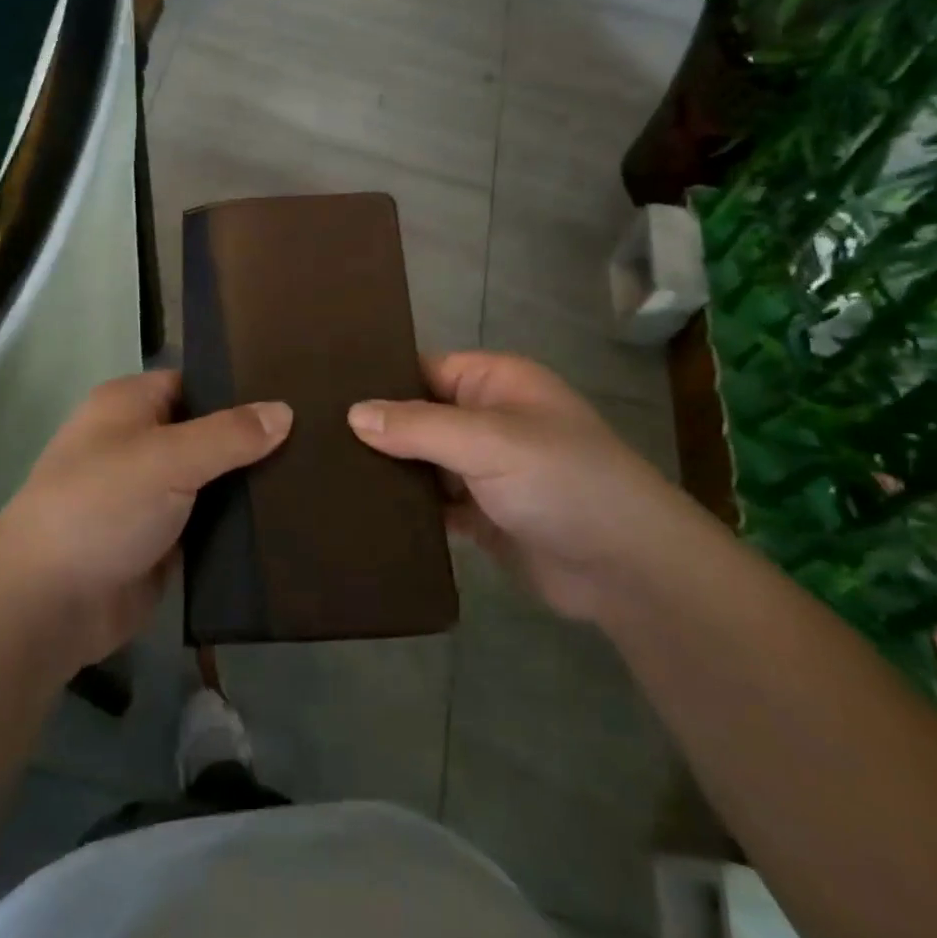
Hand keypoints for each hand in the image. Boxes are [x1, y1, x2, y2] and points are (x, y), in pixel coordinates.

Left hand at [0, 372, 290, 669]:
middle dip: (254, 439)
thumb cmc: (101, 506)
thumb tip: (285, 410)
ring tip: (319, 474)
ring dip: (250, 484)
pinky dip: (240, 524)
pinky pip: (211, 523)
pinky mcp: (164, 541)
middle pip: (209, 432)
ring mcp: (152, 495)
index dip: (241, 388)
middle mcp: (140, 443)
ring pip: (214, 480)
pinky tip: (290, 519)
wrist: (49, 603)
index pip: (196, 383)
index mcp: (130, 405)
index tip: (297, 392)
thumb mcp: (168, 457)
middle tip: (321, 437)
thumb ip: (229, 434)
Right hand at [348, 352, 700, 617]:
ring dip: (387, 470)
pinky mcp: (481, 515)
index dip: (379, 378)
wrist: (626, 569)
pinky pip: (433, 504)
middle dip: (375, 429)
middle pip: (418, 416)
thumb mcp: (489, 441)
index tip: (321, 391)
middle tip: (310, 436)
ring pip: (422, 462)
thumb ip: (418, 427)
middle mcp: (486, 419)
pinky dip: (406, 508)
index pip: (423, 368)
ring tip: (320, 471)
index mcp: (494, 383)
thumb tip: (352, 413)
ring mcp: (484, 469)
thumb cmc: (562, 481)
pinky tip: (360, 512)